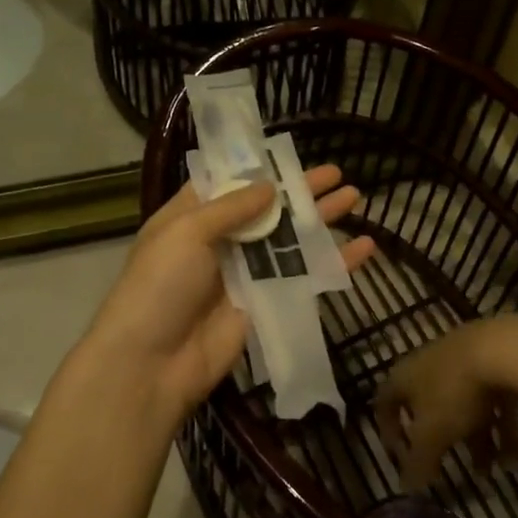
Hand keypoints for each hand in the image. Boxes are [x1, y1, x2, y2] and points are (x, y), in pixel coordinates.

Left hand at [77, 164, 375, 423]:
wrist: (153, 363)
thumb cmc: (160, 285)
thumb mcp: (185, 232)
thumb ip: (231, 207)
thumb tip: (271, 187)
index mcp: (191, 217)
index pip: (228, 184)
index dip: (258, 169)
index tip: (290, 153)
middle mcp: (219, 241)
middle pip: (267, 209)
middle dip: (301, 190)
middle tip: (337, 174)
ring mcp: (245, 273)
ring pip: (290, 240)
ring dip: (321, 219)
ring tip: (355, 197)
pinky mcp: (266, 303)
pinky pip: (303, 277)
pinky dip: (333, 262)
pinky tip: (364, 248)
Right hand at [375, 312, 517, 489]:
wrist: (504, 350)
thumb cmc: (455, 392)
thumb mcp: (432, 434)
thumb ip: (419, 462)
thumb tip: (406, 487)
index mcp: (405, 376)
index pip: (385, 402)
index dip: (388, 429)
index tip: (399, 455)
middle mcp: (430, 363)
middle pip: (431, 406)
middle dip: (444, 441)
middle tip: (452, 468)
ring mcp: (465, 359)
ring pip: (467, 406)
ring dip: (480, 441)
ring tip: (495, 471)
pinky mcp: (497, 360)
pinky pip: (495, 399)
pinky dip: (503, 428)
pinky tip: (515, 456)